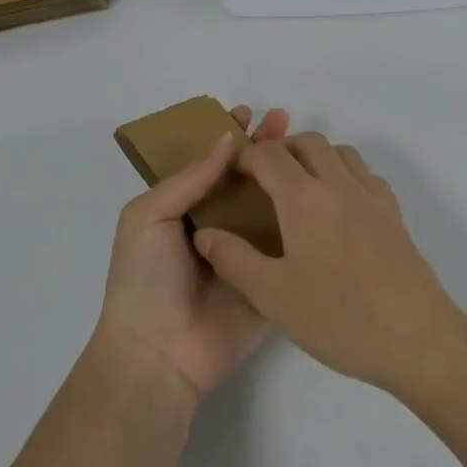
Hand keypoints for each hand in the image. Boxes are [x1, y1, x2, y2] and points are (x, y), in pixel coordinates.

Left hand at [94, 105, 290, 401]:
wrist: (159, 355)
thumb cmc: (144, 279)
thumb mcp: (149, 217)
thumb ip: (188, 178)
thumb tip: (226, 139)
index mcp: (184, 208)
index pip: (210, 162)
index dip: (227, 135)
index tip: (249, 112)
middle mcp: (218, 224)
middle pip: (245, 177)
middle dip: (263, 147)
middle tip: (284, 119)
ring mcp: (246, 251)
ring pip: (270, 205)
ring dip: (286, 175)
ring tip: (307, 147)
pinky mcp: (270, 277)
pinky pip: (289, 244)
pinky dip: (304, 219)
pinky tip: (322, 193)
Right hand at [191, 132, 465, 393]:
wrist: (417, 338)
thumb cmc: (339, 317)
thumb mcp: (273, 296)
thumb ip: (233, 259)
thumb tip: (205, 232)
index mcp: (304, 198)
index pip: (269, 155)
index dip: (246, 157)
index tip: (232, 177)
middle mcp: (339, 184)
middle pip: (308, 141)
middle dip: (281, 150)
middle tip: (262, 180)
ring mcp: (372, 196)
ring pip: (340, 152)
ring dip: (315, 157)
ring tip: (299, 191)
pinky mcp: (394, 214)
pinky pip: (365, 174)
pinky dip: (345, 174)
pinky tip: (339, 209)